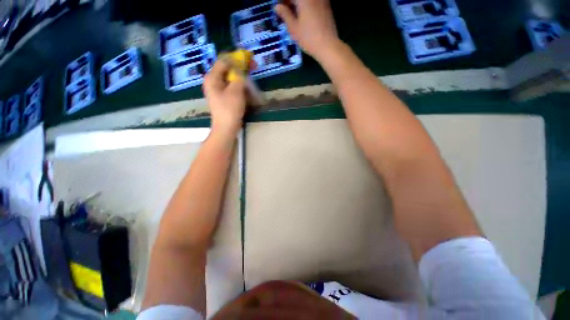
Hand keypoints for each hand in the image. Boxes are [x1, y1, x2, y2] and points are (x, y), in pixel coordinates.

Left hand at [203, 60, 246, 134]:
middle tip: (253, 69)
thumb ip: (239, 77)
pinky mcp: (224, 98)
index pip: (224, 61)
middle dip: (241, 70)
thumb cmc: (229, 109)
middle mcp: (213, 82)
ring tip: (252, 83)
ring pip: (231, 80)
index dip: (237, 58)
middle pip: (228, 70)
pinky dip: (240, 88)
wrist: (226, 128)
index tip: (249, 59)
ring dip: (242, 80)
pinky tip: (248, 92)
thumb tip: (241, 68)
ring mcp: (218, 91)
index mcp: (212, 78)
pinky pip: (233, 89)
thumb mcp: (236, 91)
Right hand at [275, 0, 339, 60]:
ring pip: (306, 1)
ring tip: (292, 14)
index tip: (278, 8)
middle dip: (290, 2)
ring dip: (298, 5)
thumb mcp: (293, 28)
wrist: (328, 46)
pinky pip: (313, 2)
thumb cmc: (309, 38)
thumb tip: (277, 6)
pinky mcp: (326, 7)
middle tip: (283, 11)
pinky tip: (302, 16)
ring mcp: (321, 0)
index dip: (282, 2)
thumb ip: (285, 14)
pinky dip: (306, 6)